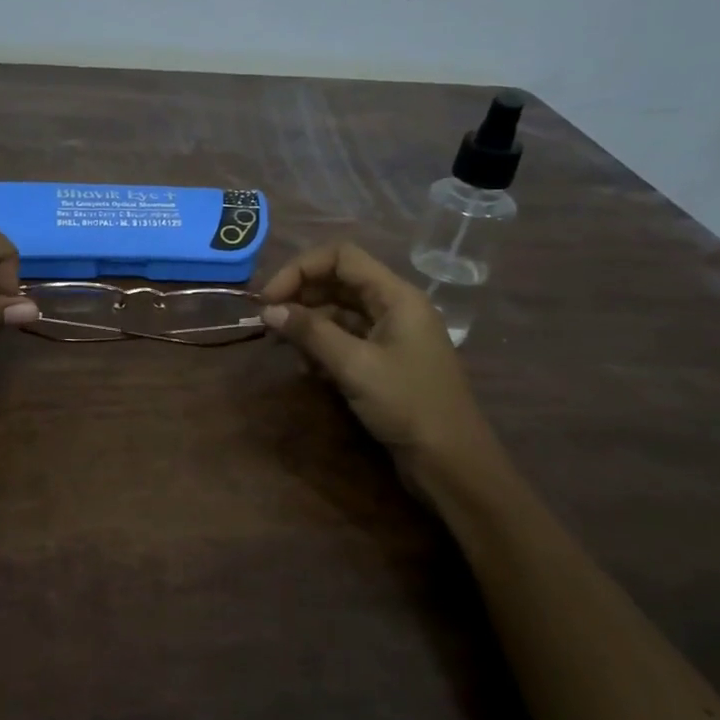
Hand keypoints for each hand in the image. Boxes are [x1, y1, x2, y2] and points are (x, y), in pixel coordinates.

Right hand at [259, 243, 495, 481]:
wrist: (451, 463)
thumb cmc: (407, 405)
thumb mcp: (354, 366)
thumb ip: (311, 332)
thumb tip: (268, 310)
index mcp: (396, 296)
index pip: (341, 257)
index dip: (300, 269)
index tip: (269, 298)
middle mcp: (394, 307)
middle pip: (338, 282)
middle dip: (300, 297)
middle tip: (268, 322)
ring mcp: (390, 335)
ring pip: (338, 312)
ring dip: (308, 325)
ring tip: (287, 350)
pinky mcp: (384, 361)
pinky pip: (345, 339)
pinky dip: (322, 347)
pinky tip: (308, 369)